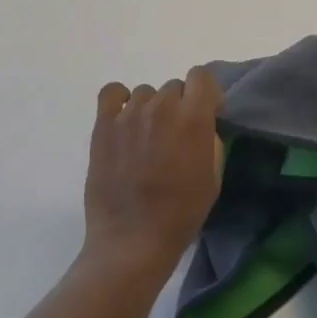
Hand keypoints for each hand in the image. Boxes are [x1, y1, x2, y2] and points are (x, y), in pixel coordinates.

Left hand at [83, 69, 224, 280]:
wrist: (132, 240)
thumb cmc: (180, 215)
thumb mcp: (213, 179)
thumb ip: (210, 141)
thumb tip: (202, 125)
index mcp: (193, 118)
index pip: (202, 77)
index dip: (207, 93)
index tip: (207, 113)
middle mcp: (162, 107)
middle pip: (174, 87)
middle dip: (179, 107)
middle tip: (174, 137)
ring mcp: (129, 114)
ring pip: (146, 93)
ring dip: (152, 109)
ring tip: (146, 139)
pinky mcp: (103, 125)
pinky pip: (112, 93)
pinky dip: (119, 100)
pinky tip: (124, 120)